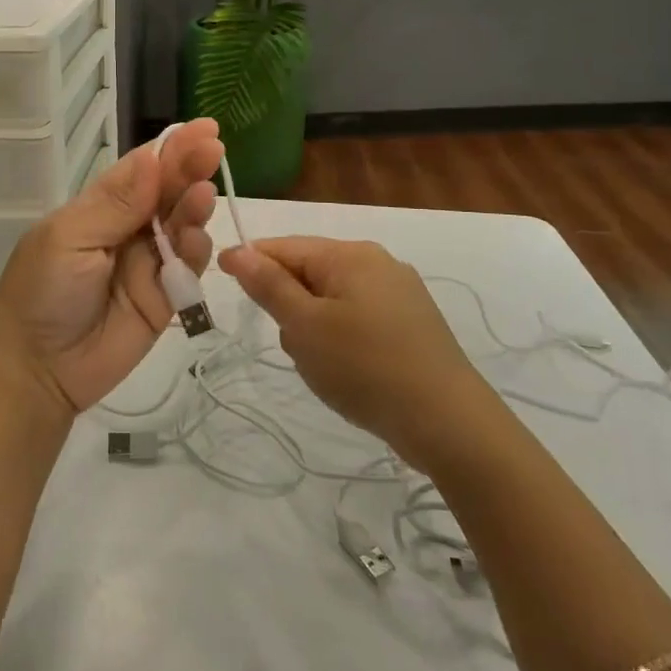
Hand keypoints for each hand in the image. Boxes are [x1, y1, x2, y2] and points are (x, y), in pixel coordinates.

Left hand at [0, 121, 223, 416]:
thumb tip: (153, 157)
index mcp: (100, 207)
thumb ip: (116, 202)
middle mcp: (128, 229)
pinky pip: (189, 268)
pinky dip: (197, 251)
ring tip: (203, 194)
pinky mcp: (165, 298)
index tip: (205, 128)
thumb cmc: (41, 292)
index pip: (142, 169)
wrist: (36, 371)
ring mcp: (148, 263)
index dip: (171, 148)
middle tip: (214, 150)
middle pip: (168, 192)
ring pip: (183, 226)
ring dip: (195, 207)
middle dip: (190, 169)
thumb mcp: (69, 238)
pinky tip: (198, 238)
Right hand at [219, 236, 492, 466]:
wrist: (450, 423)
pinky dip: (343, 340)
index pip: (285, 246)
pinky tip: (352, 373)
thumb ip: (269, 285)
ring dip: (315, 328)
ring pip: (332, 300)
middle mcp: (377, 263)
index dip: (250, 262)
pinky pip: (359, 319)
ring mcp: (400, 293)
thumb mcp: (305, 327)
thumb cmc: (366, 368)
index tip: (220, 279)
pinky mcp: (413, 324)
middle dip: (290, 305)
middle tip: (295, 347)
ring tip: (327, 369)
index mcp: (350, 255)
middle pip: (309, 272)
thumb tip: (238, 250)